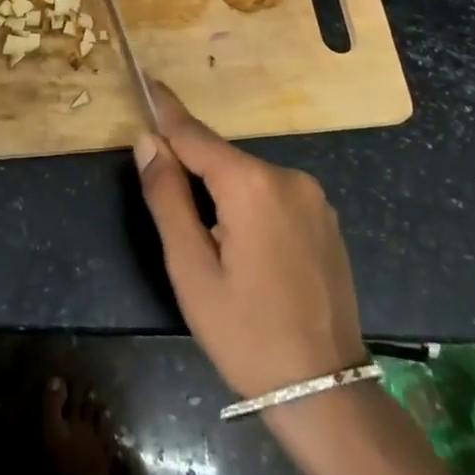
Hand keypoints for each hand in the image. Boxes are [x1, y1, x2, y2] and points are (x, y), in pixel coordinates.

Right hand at [133, 81, 366, 399]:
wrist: (327, 394)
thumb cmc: (246, 334)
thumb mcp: (190, 269)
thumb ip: (167, 197)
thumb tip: (148, 142)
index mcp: (251, 184)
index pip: (195, 133)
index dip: (166, 110)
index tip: (147, 81)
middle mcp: (287, 176)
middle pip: (221, 158)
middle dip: (192, 170)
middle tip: (170, 211)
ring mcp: (313, 197)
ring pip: (247, 178)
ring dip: (221, 193)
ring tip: (212, 247)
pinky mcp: (325, 219)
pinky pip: (272, 195)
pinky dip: (249, 205)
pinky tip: (248, 252)